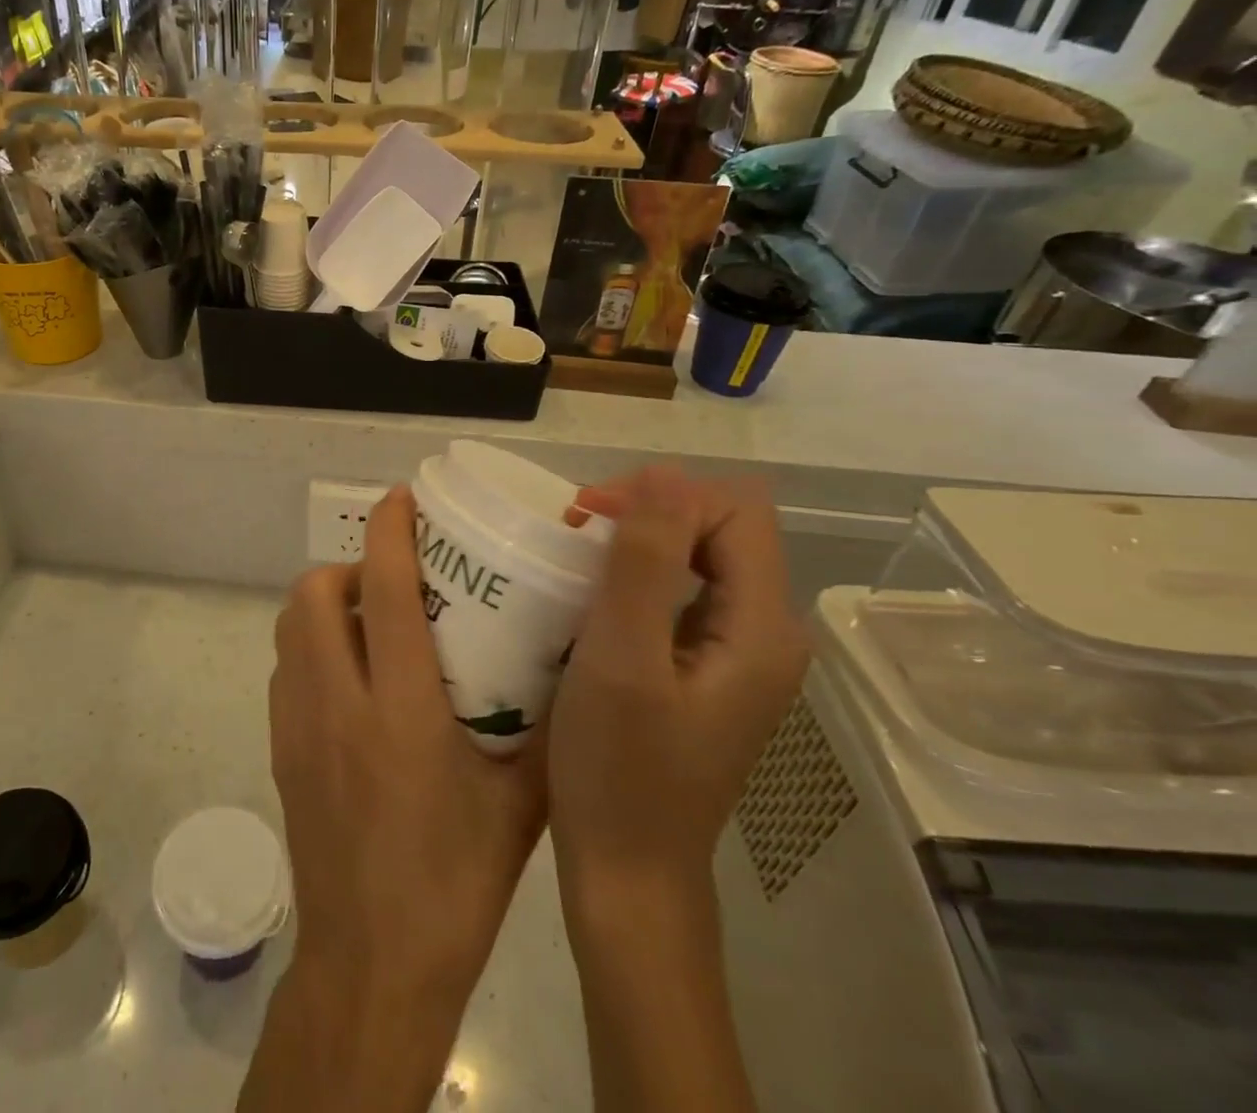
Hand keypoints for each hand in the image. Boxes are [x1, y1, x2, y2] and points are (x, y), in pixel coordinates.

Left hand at [267, 483, 545, 1021]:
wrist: (372, 965)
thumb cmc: (456, 884)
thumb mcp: (519, 803)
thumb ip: (537, 726)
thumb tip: (560, 664)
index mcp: (401, 710)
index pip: (387, 592)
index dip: (391, 532)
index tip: (401, 500)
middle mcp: (338, 704)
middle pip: (314, 595)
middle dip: (348, 567)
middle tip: (393, 584)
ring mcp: (298, 726)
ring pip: (290, 628)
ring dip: (324, 605)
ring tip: (371, 623)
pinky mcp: (280, 750)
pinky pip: (285, 669)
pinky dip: (310, 648)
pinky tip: (350, 678)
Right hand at [549, 465, 807, 913]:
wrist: (628, 871)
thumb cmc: (618, 768)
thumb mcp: (622, 658)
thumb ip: (647, 562)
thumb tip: (665, 472)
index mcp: (762, 628)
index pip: (735, 510)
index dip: (663, 496)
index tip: (590, 516)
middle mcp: (766, 633)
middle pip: (721, 527)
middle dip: (649, 511)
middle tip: (577, 529)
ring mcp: (738, 653)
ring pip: (700, 556)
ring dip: (640, 541)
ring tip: (578, 554)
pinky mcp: (707, 669)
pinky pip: (683, 592)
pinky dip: (638, 575)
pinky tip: (595, 595)